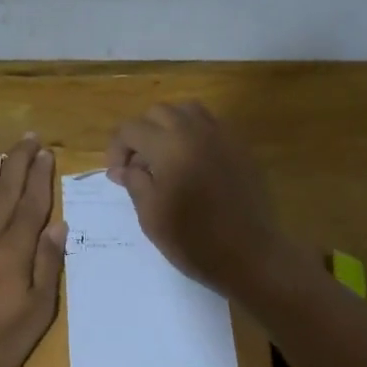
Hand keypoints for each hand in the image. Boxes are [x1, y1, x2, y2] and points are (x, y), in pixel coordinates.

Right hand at [106, 102, 293, 293]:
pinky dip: (194, 134)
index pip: (131, 128)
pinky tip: (191, 164)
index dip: (117, 149)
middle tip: (137, 166)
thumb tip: (122, 169)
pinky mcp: (240, 148)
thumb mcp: (151, 215)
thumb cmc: (193, 240)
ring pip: (187, 111)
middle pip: (159, 112)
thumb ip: (134, 183)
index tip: (117, 175)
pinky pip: (211, 126)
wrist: (249, 255)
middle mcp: (195, 131)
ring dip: (169, 127)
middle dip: (141, 133)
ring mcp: (222, 136)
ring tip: (164, 158)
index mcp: (169, 146)